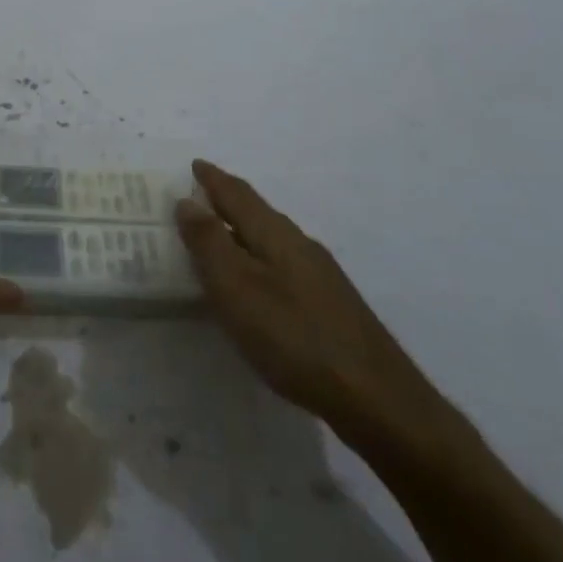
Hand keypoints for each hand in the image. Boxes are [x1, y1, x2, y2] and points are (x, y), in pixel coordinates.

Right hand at [176, 160, 465, 465]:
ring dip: (243, 231)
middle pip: (258, 213)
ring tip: (220, 237)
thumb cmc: (294, 337)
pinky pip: (282, 265)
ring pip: (272, 240)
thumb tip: (187, 201)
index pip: (238, 195)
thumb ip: (210, 244)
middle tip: (199, 197)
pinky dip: (258, 259)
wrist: (375, 397)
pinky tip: (257, 284)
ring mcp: (320, 276)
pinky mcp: (329, 305)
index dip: (213, 179)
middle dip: (228, 201)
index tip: (195, 164)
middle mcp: (300, 245)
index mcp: (276, 235)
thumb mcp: (238, 288)